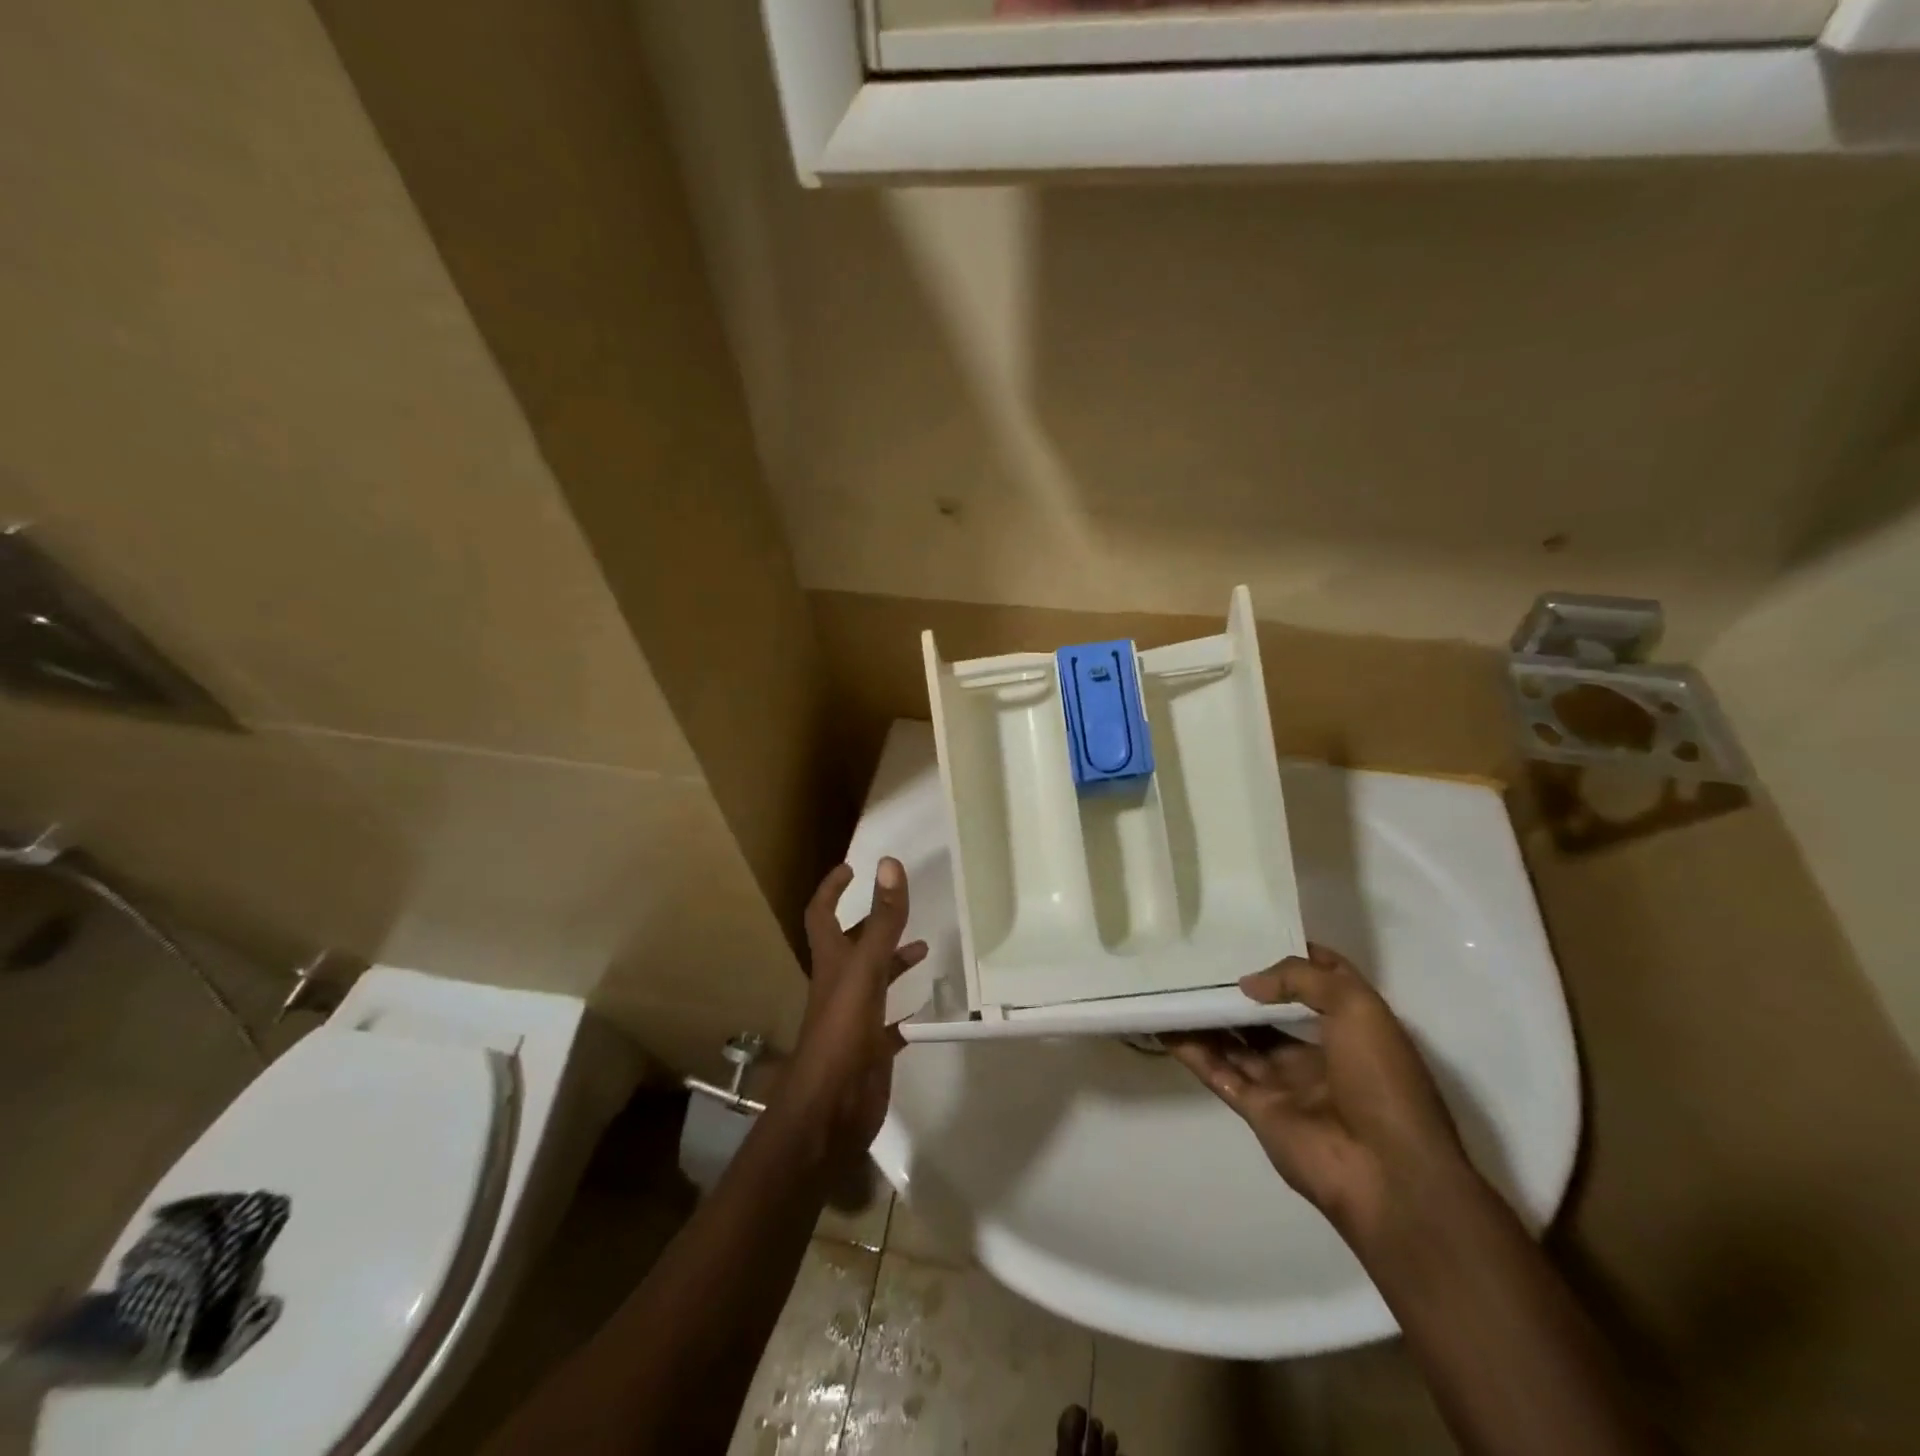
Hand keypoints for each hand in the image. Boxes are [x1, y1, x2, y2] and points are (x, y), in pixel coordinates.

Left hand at [786, 858, 926, 1163]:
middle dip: (871, 924)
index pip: (822, 915)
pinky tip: (929, 1008)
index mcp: (832, 963)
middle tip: (897, 905)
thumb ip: (881, 920)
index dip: (831, 889)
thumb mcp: (866, 970)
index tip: (850, 868)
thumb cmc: (843, 1033)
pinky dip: (908, 1012)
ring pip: (875, 981)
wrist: (831, 1111)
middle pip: (852, 947)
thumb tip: (887, 863)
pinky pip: (892, 1024)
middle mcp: (840, 986)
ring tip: (924, 948)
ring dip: (894, 962)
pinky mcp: (871, 1049)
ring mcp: (855, 1019)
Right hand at [1167, 943, 1466, 1242]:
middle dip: (1240, 989)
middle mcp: (1318, 1053)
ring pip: (1237, 1041)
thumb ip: (1300, 979)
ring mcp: (1286, 1083)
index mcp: (1353, 1028)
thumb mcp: (1356, 1007)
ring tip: (1172, 984)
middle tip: (1199, 958)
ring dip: (1208, 1016)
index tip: (1254, 933)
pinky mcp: (1257, 1110)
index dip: (1292, 957)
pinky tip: (1165, 1024)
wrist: (1387, 1174)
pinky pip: (1218, 1071)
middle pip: (1270, 1013)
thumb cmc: (1382, 1080)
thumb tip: (1248, 983)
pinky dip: (1191, 1050)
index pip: (1320, 981)